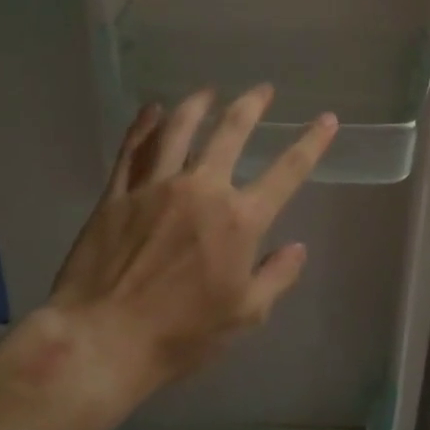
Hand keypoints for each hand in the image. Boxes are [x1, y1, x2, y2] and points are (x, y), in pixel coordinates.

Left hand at [0, 86, 336, 410]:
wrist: (103, 340)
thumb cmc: (181, 334)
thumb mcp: (245, 315)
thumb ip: (277, 276)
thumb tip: (296, 248)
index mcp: (240, 220)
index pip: (287, 171)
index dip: (312, 142)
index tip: (327, 119)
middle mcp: (201, 189)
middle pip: (231, 132)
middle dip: (251, 105)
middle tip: (262, 89)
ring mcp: (155, 187)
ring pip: (178, 129)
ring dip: (197, 104)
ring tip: (207, 91)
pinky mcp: (117, 194)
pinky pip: (132, 150)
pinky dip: (144, 126)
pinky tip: (151, 111)